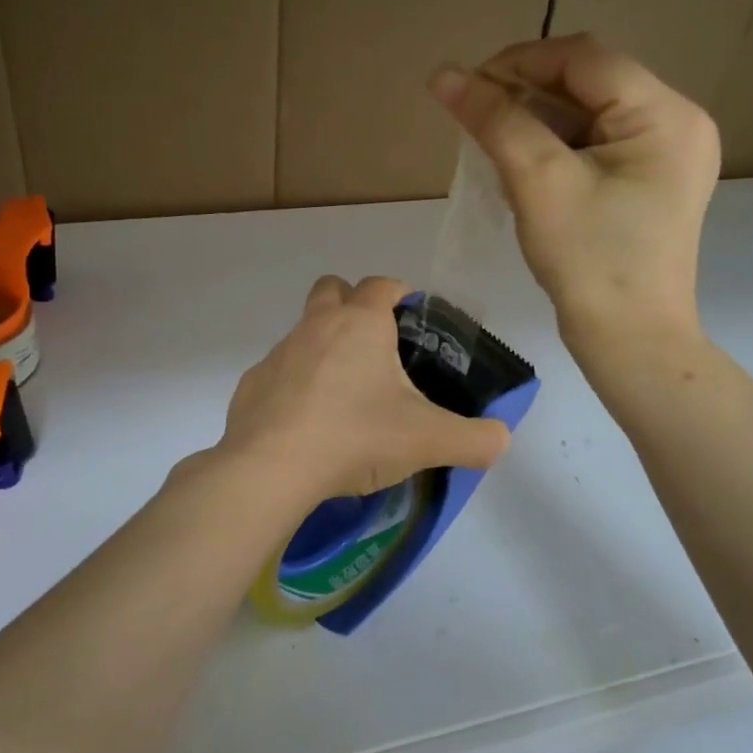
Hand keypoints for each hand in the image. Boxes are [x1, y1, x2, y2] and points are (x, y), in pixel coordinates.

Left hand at [219, 275, 509, 501]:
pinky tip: (308, 422)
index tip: (412, 314)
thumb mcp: (428, 440)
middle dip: (352, 303)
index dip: (400, 291)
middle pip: (332, 289)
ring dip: (323, 347)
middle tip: (376, 345)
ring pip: (304, 331)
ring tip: (345, 394)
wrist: (272, 468)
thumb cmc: (356, 436)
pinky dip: (295, 385)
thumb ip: (475, 439)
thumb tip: (499, 439)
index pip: (382, 284)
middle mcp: (316, 325)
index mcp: (361, 323)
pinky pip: (279, 372)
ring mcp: (279, 353)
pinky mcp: (252, 384)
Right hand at [430, 33, 718, 351]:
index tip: (466, 88)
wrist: (629, 341)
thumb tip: (442, 75)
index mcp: (665, 114)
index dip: (520, 62)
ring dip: (536, 122)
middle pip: (589, 83)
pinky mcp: (651, 183)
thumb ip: (494, 120)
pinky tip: (522, 168)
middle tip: (475, 119)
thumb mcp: (538, 182)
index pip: (585, 58)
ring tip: (492, 145)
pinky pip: (596, 145)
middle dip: (526, 94)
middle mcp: (677, 124)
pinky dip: (555, 148)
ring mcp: (668, 156)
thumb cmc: (589, 261)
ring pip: (589, 114)